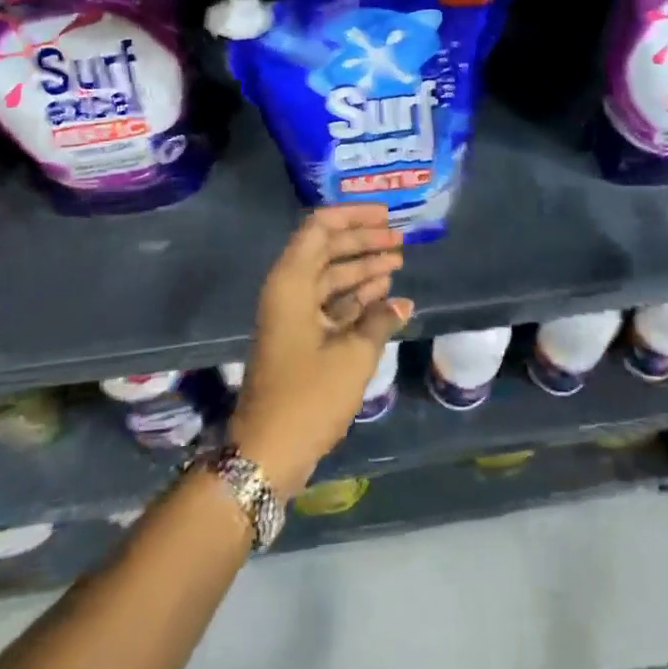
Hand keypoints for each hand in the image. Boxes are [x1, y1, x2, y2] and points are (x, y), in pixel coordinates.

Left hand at [229, 205, 412, 499]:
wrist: (267, 452)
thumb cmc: (308, 396)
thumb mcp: (353, 356)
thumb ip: (379, 321)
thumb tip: (401, 304)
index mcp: (291, 282)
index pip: (319, 228)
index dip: (353, 216)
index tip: (386, 216)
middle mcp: (288, 290)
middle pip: (327, 250)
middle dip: (363, 241)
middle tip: (400, 240)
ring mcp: (293, 315)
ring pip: (330, 277)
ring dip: (362, 269)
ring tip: (397, 263)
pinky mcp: (300, 338)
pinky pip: (330, 304)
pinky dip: (356, 298)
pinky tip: (385, 297)